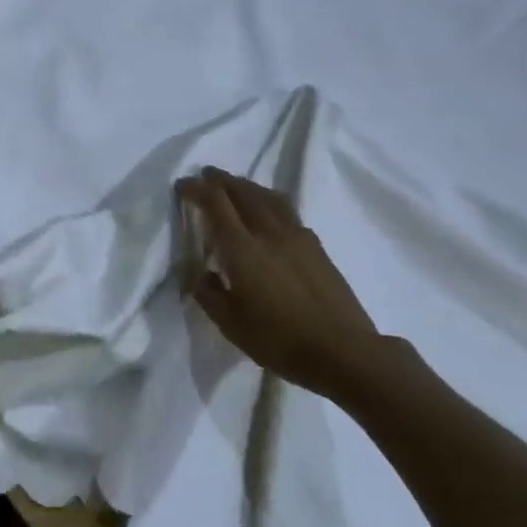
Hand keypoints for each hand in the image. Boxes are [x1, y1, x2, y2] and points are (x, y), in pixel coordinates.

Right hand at [177, 167, 392, 399]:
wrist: (344, 352)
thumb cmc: (280, 340)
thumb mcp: (230, 324)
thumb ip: (208, 294)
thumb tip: (200, 273)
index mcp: (242, 248)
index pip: (215, 203)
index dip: (197, 189)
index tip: (183, 184)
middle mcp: (268, 232)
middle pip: (243, 192)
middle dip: (221, 180)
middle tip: (206, 175)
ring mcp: (297, 236)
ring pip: (268, 197)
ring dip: (247, 186)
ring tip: (236, 186)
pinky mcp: (317, 246)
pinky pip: (286, 210)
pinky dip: (269, 201)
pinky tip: (268, 213)